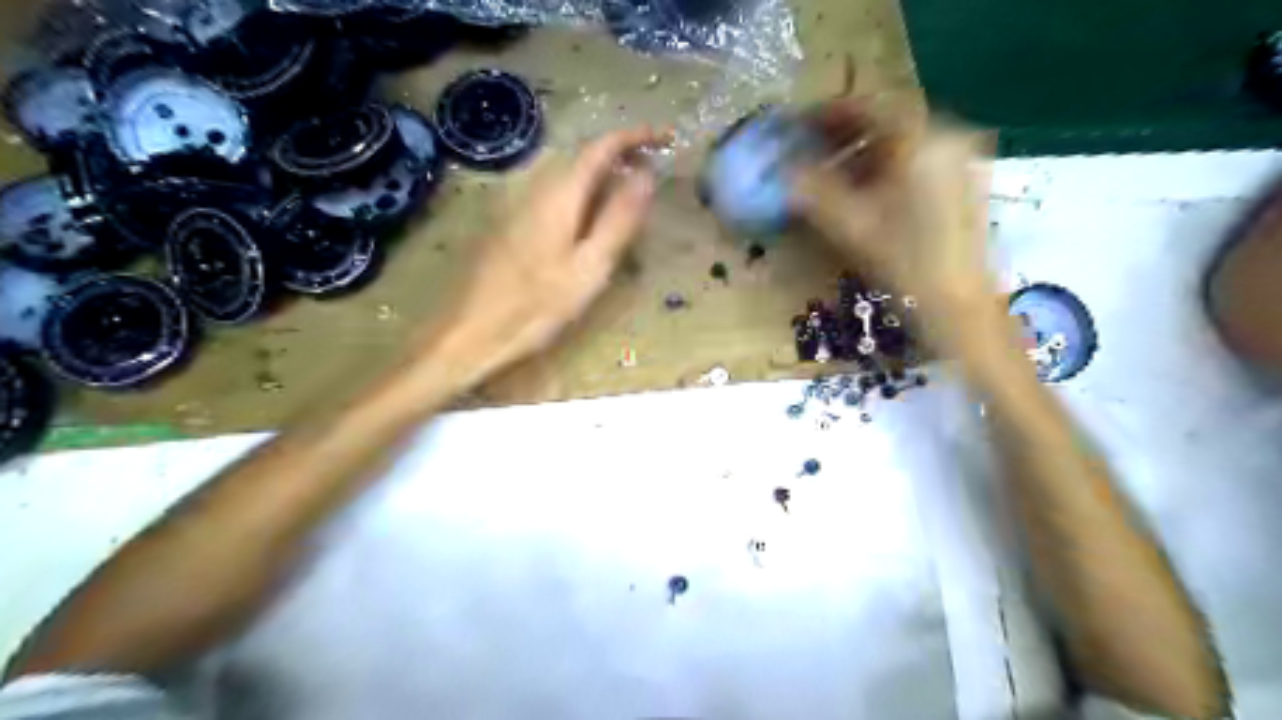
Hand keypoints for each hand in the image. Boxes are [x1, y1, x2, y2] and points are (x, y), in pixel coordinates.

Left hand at [439, 127, 659, 382]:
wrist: (470, 331)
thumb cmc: (536, 307)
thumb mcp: (589, 268)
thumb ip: (618, 220)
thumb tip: (646, 176)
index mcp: (558, 195)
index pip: (599, 148)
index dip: (632, 137)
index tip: (663, 136)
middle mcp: (534, 188)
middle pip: (580, 156)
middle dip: (617, 154)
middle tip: (650, 168)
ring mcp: (516, 204)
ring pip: (564, 174)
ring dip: (598, 174)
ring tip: (625, 192)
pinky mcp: (507, 222)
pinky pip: (551, 192)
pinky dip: (579, 192)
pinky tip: (586, 218)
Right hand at [799, 101, 995, 314]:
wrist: (959, 303)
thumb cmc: (905, 263)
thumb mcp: (851, 225)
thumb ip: (813, 190)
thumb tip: (783, 169)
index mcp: (921, 141)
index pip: (868, 107)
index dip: (827, 113)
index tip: (798, 123)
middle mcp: (946, 137)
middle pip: (886, 120)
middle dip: (844, 132)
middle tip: (809, 148)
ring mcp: (959, 159)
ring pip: (901, 140)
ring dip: (863, 150)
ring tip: (830, 171)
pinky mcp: (963, 181)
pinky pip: (917, 158)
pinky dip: (886, 164)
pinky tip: (864, 188)